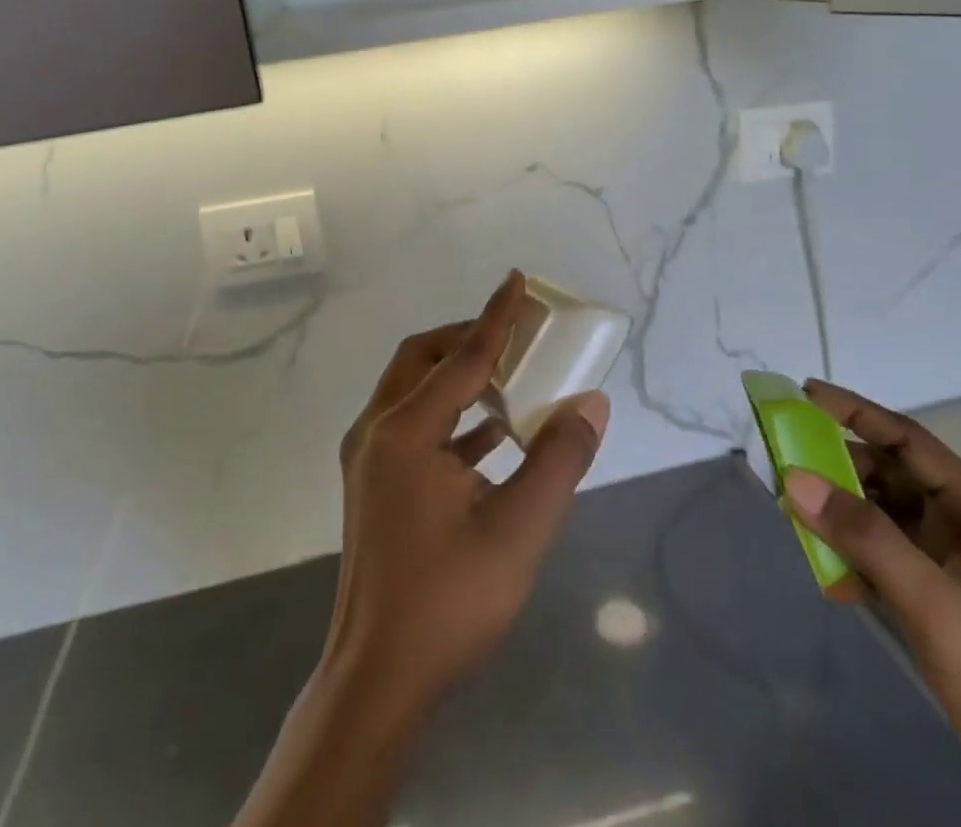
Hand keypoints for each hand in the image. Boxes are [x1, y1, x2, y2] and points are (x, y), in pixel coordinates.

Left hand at [233, 274, 609, 826]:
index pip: (462, 356)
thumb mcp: (520, 530)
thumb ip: (559, 459)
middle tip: (515, 337)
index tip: (517, 280)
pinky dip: (451, 415)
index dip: (496, 317)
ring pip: (413, 390)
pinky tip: (494, 434)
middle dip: (468, 339)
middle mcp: (377, 431)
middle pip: (422, 358)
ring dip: (459, 376)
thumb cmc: (449, 601)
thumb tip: (591, 404)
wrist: (377, 680)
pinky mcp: (372, 483)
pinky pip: (413, 425)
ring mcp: (368, 458)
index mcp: (406, 431)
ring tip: (511, 379)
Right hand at [784, 380, 960, 826]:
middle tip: (786, 461)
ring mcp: (957, 569)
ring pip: (886, 518)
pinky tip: (831, 577)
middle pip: (893, 477)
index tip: (805, 393)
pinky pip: (888, 559)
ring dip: (844, 515)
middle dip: (840, 467)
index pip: (909, 441)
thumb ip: (863, 535)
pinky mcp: (945, 605)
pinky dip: (857, 558)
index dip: (857, 412)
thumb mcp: (932, 601)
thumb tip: (794, 477)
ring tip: (797, 516)